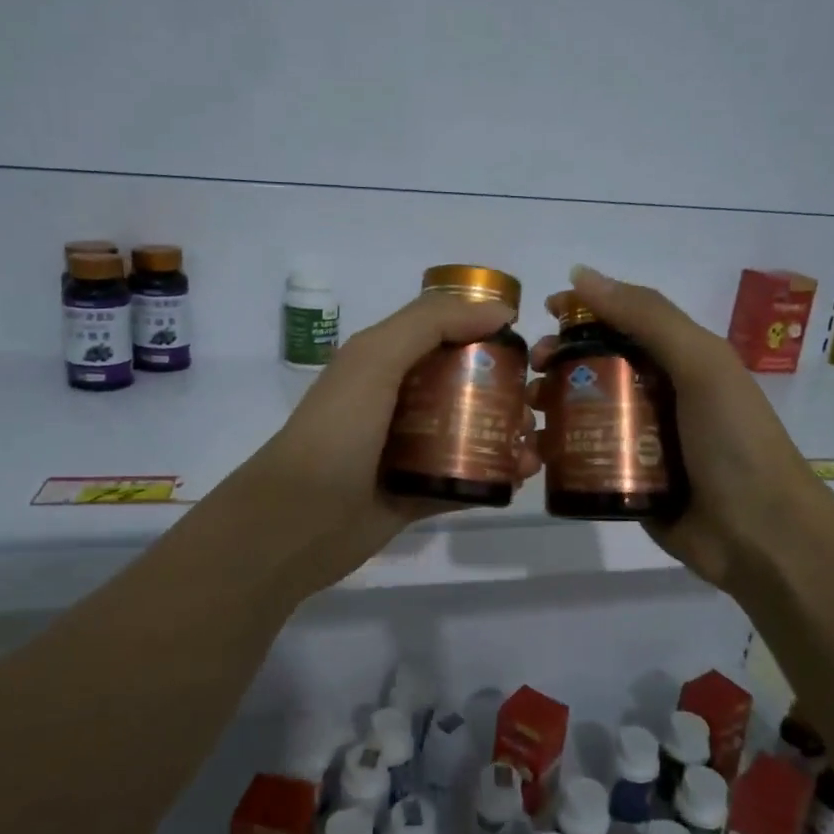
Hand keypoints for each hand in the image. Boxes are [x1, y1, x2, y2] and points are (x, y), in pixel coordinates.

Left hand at [230, 293, 539, 598]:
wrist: (296, 522)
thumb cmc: (336, 431)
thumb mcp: (375, 359)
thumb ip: (430, 324)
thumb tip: (499, 310)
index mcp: (385, 363)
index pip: (444, 335)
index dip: (485, 333)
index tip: (528, 345)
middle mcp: (397, 402)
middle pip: (463, 385)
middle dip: (505, 388)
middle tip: (537, 401)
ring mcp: (407, 451)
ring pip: (468, 433)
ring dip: (506, 433)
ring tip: (535, 443)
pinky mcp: (417, 494)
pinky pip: (464, 478)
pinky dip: (495, 475)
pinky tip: (523, 476)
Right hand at [529, 265, 817, 591]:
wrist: (760, 535)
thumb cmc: (733, 440)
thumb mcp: (701, 365)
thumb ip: (648, 317)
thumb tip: (580, 275)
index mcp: (679, 361)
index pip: (622, 323)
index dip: (583, 313)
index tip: (543, 313)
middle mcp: (657, 395)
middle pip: (595, 367)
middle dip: (559, 362)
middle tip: (533, 371)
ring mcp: (639, 441)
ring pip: (583, 412)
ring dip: (550, 405)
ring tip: (529, 411)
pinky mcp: (624, 481)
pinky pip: (583, 456)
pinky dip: (556, 450)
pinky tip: (535, 451)